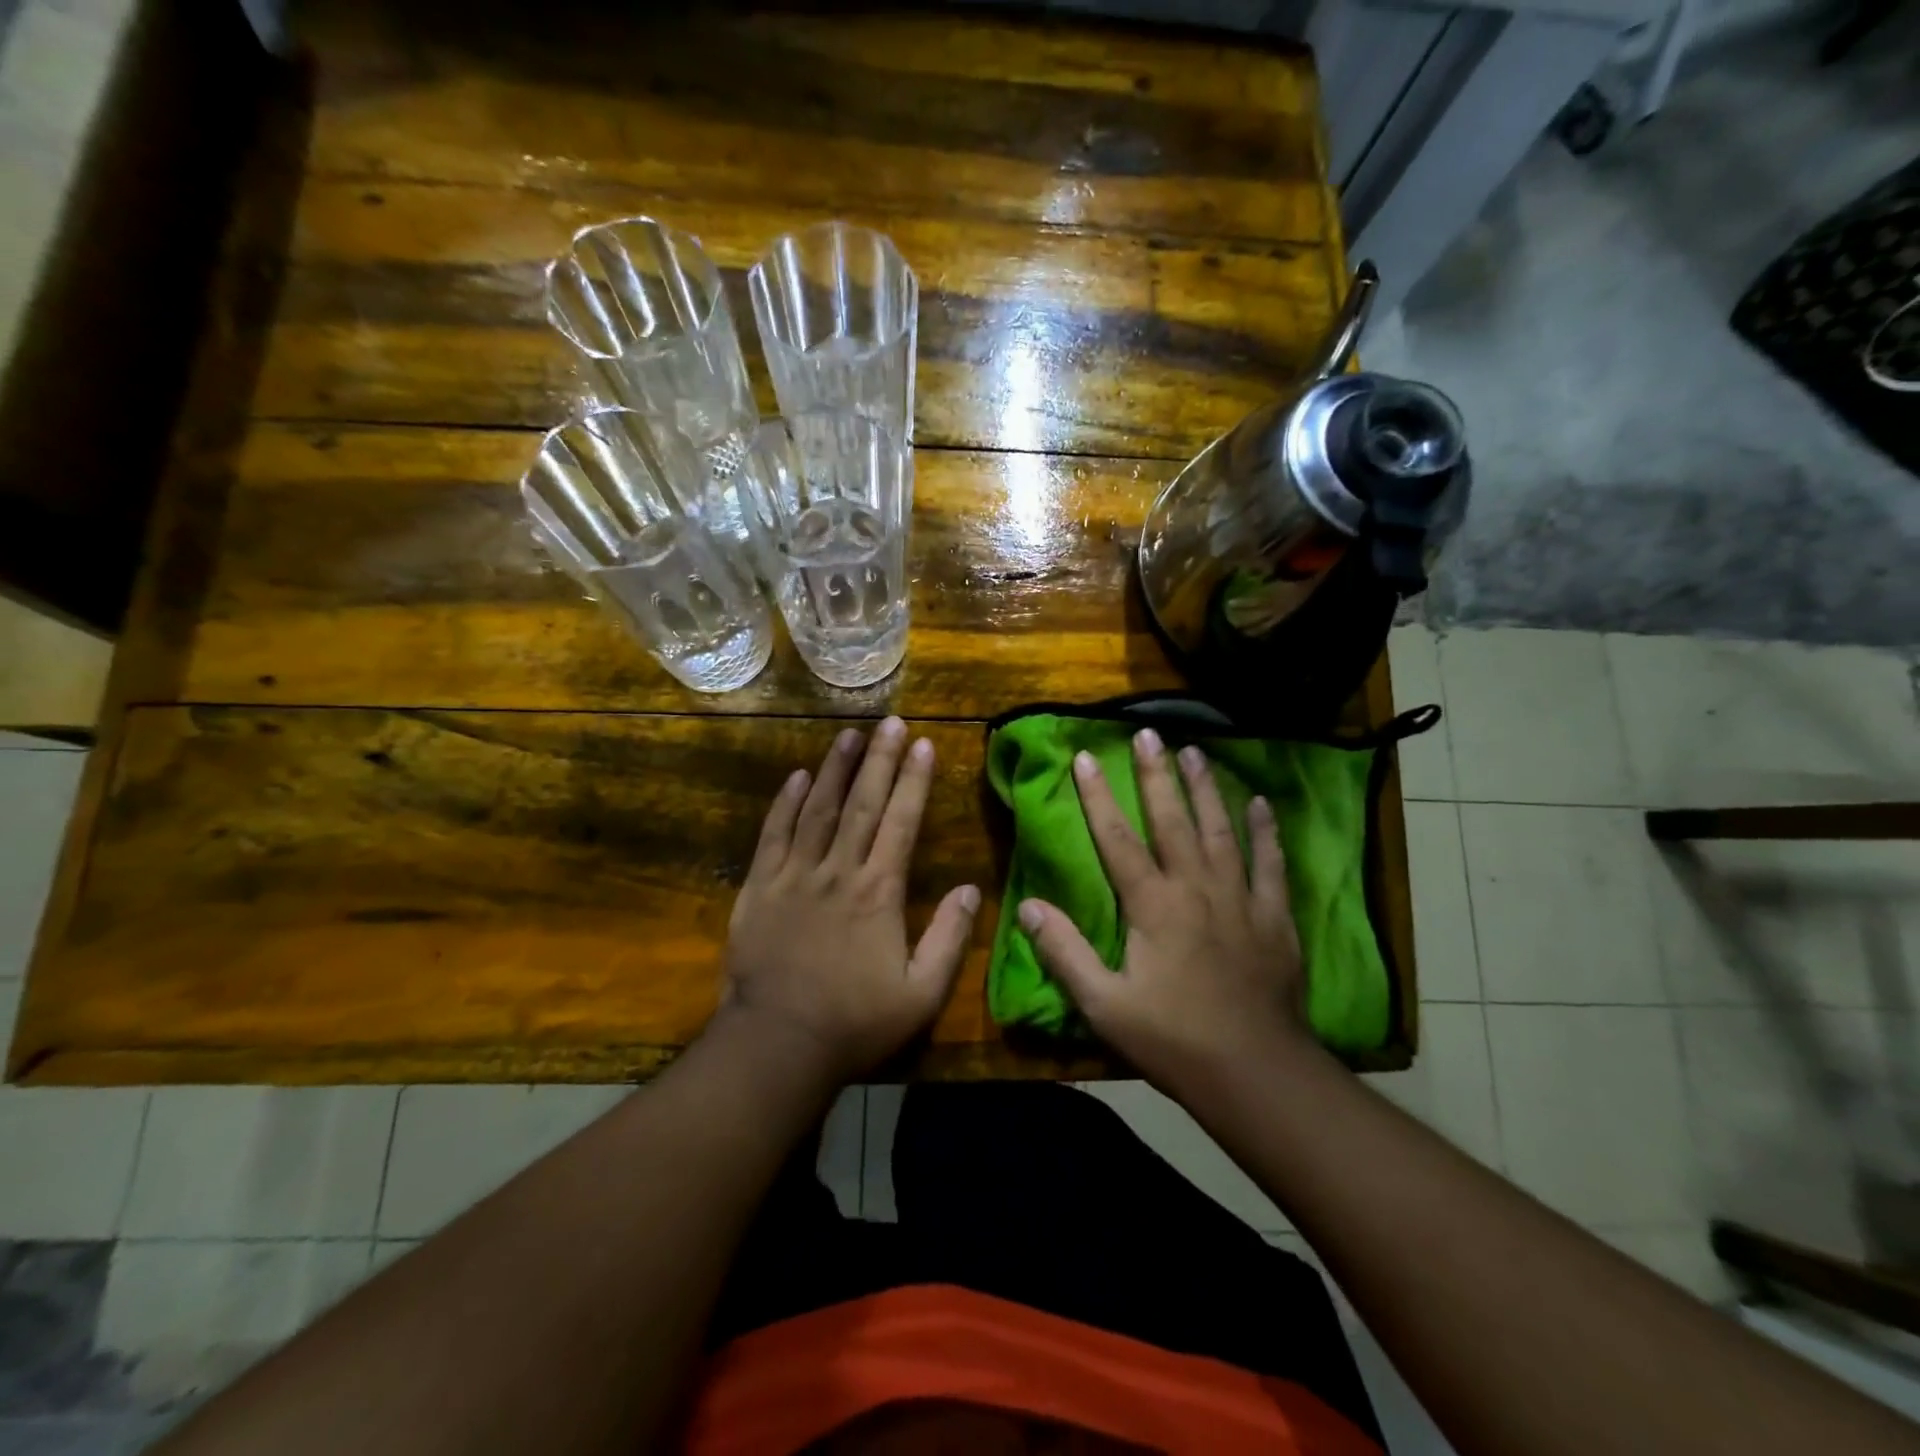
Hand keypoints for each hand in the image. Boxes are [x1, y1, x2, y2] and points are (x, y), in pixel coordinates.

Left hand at [719, 717, 980, 1082]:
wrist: (777, 1044)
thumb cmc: (855, 1022)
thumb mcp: (921, 994)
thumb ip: (951, 939)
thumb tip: (972, 888)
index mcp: (880, 892)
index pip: (902, 822)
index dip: (915, 781)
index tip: (924, 744)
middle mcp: (839, 871)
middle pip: (862, 803)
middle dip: (880, 759)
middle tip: (891, 722)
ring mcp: (795, 875)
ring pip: (817, 809)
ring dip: (835, 768)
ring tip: (850, 735)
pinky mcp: (759, 888)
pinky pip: (773, 835)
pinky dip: (785, 803)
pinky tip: (796, 776)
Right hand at [1018, 727, 1309, 1091]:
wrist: (1256, 1072)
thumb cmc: (1172, 1038)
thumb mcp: (1104, 1003)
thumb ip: (1064, 952)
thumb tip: (1028, 907)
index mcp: (1152, 905)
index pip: (1117, 838)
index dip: (1098, 796)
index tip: (1085, 757)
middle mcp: (1196, 888)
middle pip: (1172, 820)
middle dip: (1156, 775)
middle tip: (1148, 732)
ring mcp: (1240, 898)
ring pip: (1220, 830)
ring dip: (1206, 788)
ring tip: (1195, 751)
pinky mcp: (1274, 917)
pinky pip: (1269, 863)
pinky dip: (1264, 831)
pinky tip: (1258, 803)